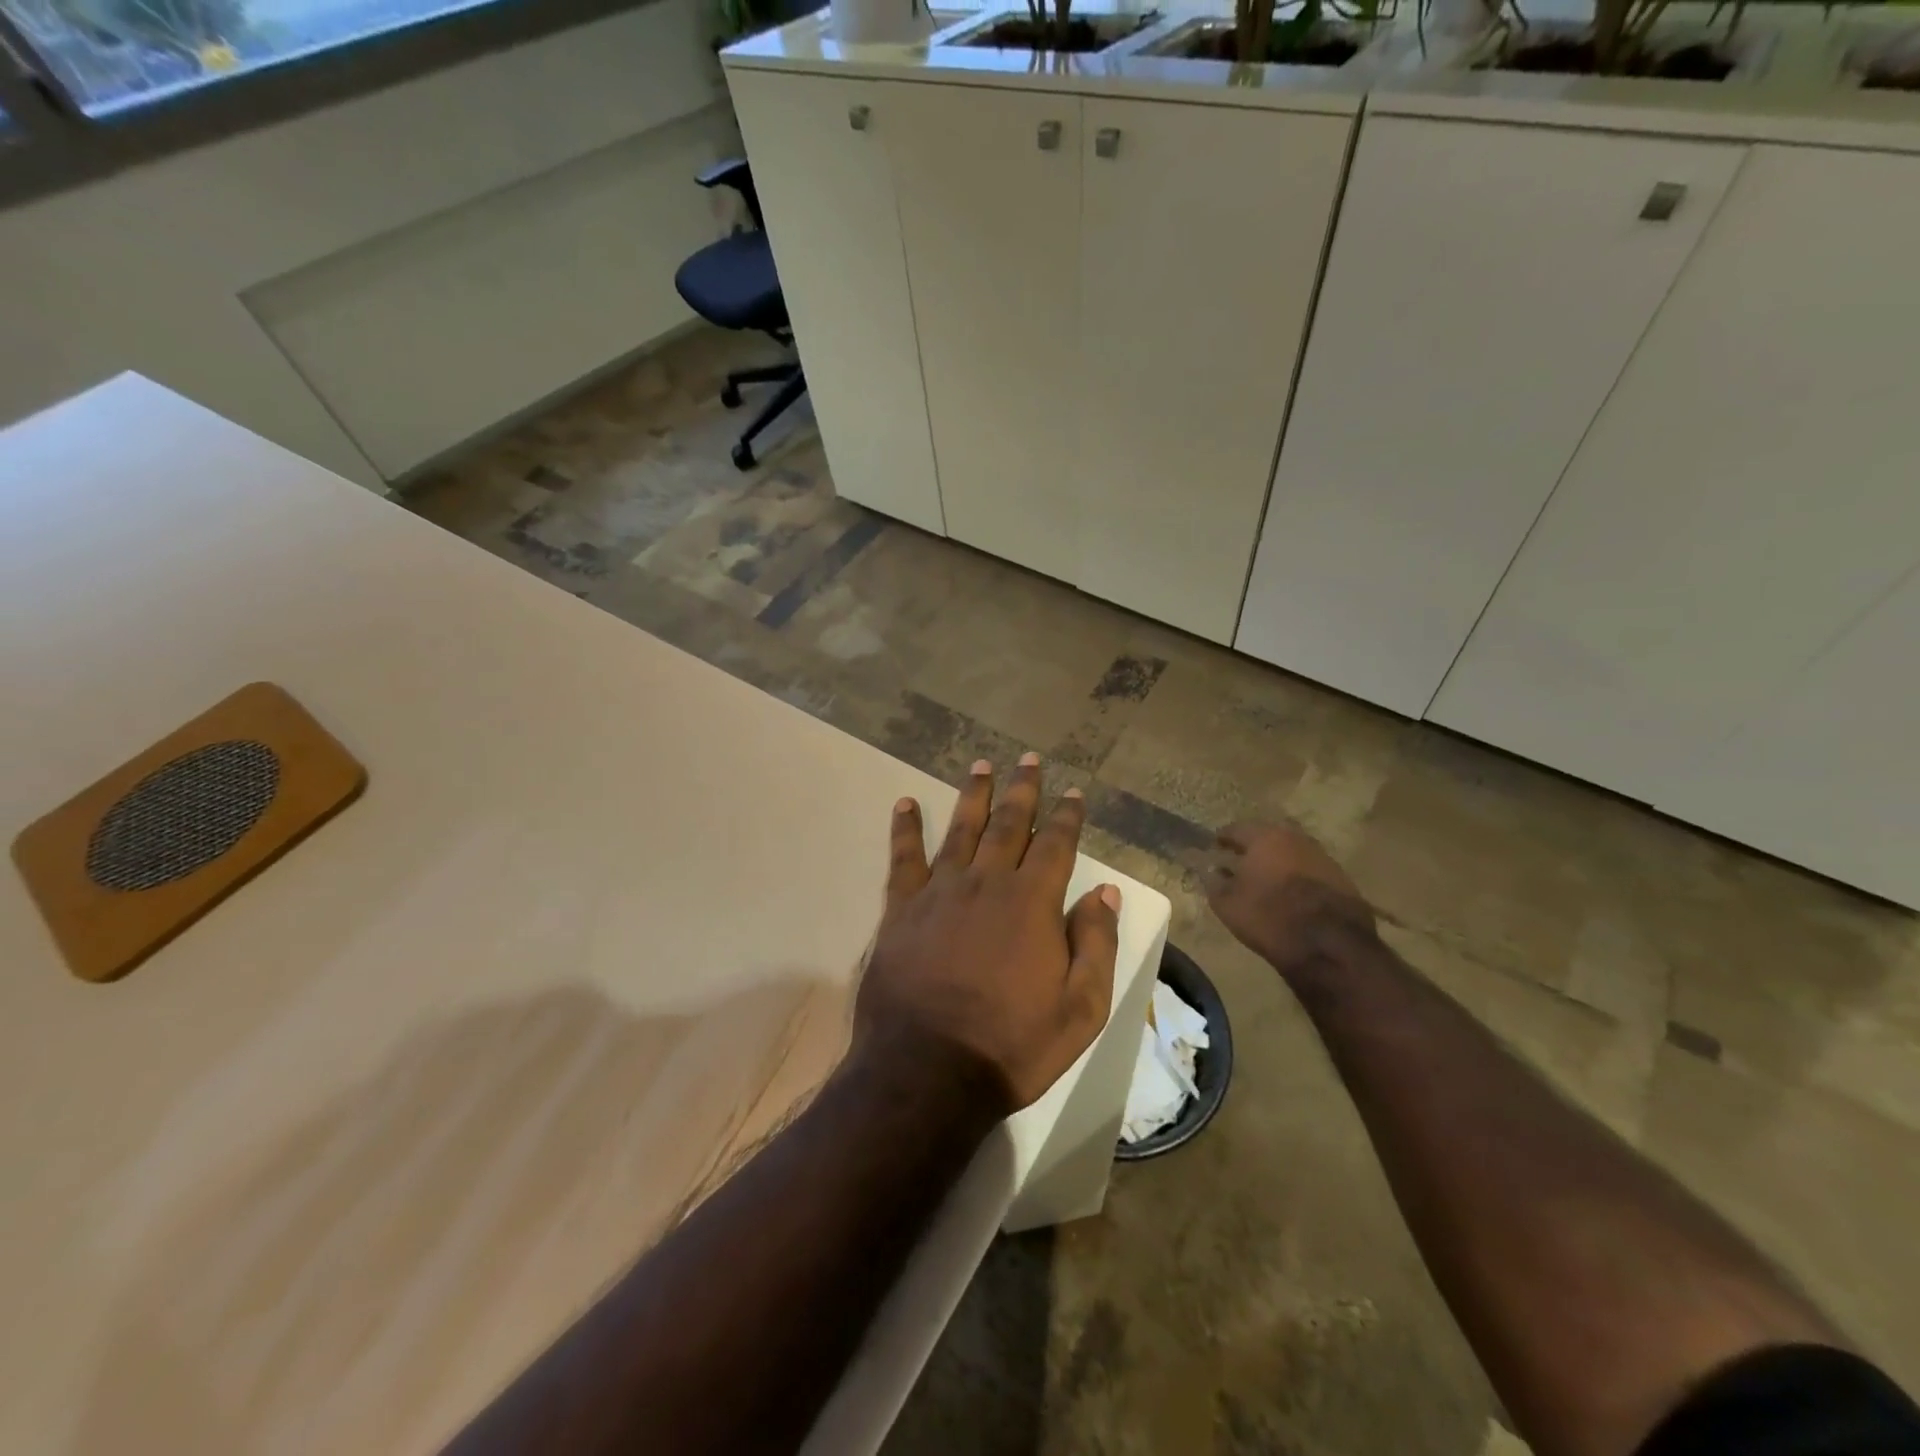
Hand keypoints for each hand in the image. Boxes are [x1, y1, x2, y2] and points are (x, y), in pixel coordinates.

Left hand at [855, 754, 1122, 1118]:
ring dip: (974, 795)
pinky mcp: (900, 909)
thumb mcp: (1080, 1009)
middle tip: (1028, 759)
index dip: (1067, 817)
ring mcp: (939, 892)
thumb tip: (1103, 893)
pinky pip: (903, 858)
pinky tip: (904, 804)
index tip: (1072, 792)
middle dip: (1023, 790)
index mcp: (1032, 903)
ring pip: (961, 830)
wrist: (927, 1071)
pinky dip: (904, 829)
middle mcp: (986, 883)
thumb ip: (1095, 944)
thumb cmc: (1011, 1045)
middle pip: (1009, 824)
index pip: (1056, 845)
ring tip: (981, 765)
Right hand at [1206, 820, 1377, 977]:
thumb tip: (1211, 871)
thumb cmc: (1269, 917)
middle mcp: (1295, 839)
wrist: (1330, 945)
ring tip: (1268, 879)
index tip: (1215, 848)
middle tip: (1241, 861)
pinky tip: (1293, 894)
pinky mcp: (1342, 879)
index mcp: (1265, 838)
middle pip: (1269, 836)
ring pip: (1293, 852)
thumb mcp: (1227, 904)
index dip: (1223, 838)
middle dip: (1254, 847)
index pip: (1236, 829)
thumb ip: (1214, 882)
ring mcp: (1323, 857)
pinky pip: (1312, 870)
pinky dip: (1299, 877)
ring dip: (1279, 861)